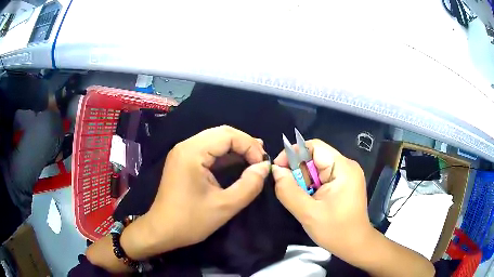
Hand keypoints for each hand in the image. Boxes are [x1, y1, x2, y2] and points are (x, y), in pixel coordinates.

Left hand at [125, 125, 269, 258]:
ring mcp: (183, 152)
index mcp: (192, 152)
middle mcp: (186, 146)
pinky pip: (208, 150)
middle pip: (222, 133)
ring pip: (215, 139)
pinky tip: (238, 161)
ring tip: (254, 158)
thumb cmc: (190, 221)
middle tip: (261, 159)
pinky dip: (225, 154)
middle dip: (244, 144)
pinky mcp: (183, 160)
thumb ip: (249, 185)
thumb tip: (265, 167)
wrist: (162, 230)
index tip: (262, 165)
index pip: (228, 135)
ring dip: (236, 148)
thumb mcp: (225, 206)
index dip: (249, 146)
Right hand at [271, 139, 371, 262]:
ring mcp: (346, 175)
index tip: (278, 170)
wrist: (355, 245)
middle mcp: (346, 166)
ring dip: (304, 181)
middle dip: (298, 171)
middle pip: (314, 157)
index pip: (314, 147)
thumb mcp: (308, 213)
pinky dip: (311, 186)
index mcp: (342, 168)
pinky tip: (309, 200)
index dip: (293, 153)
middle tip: (288, 189)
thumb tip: (276, 171)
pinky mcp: (343, 184)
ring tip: (300, 198)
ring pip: (316, 168)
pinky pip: (322, 177)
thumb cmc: (335, 231)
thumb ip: (288, 191)